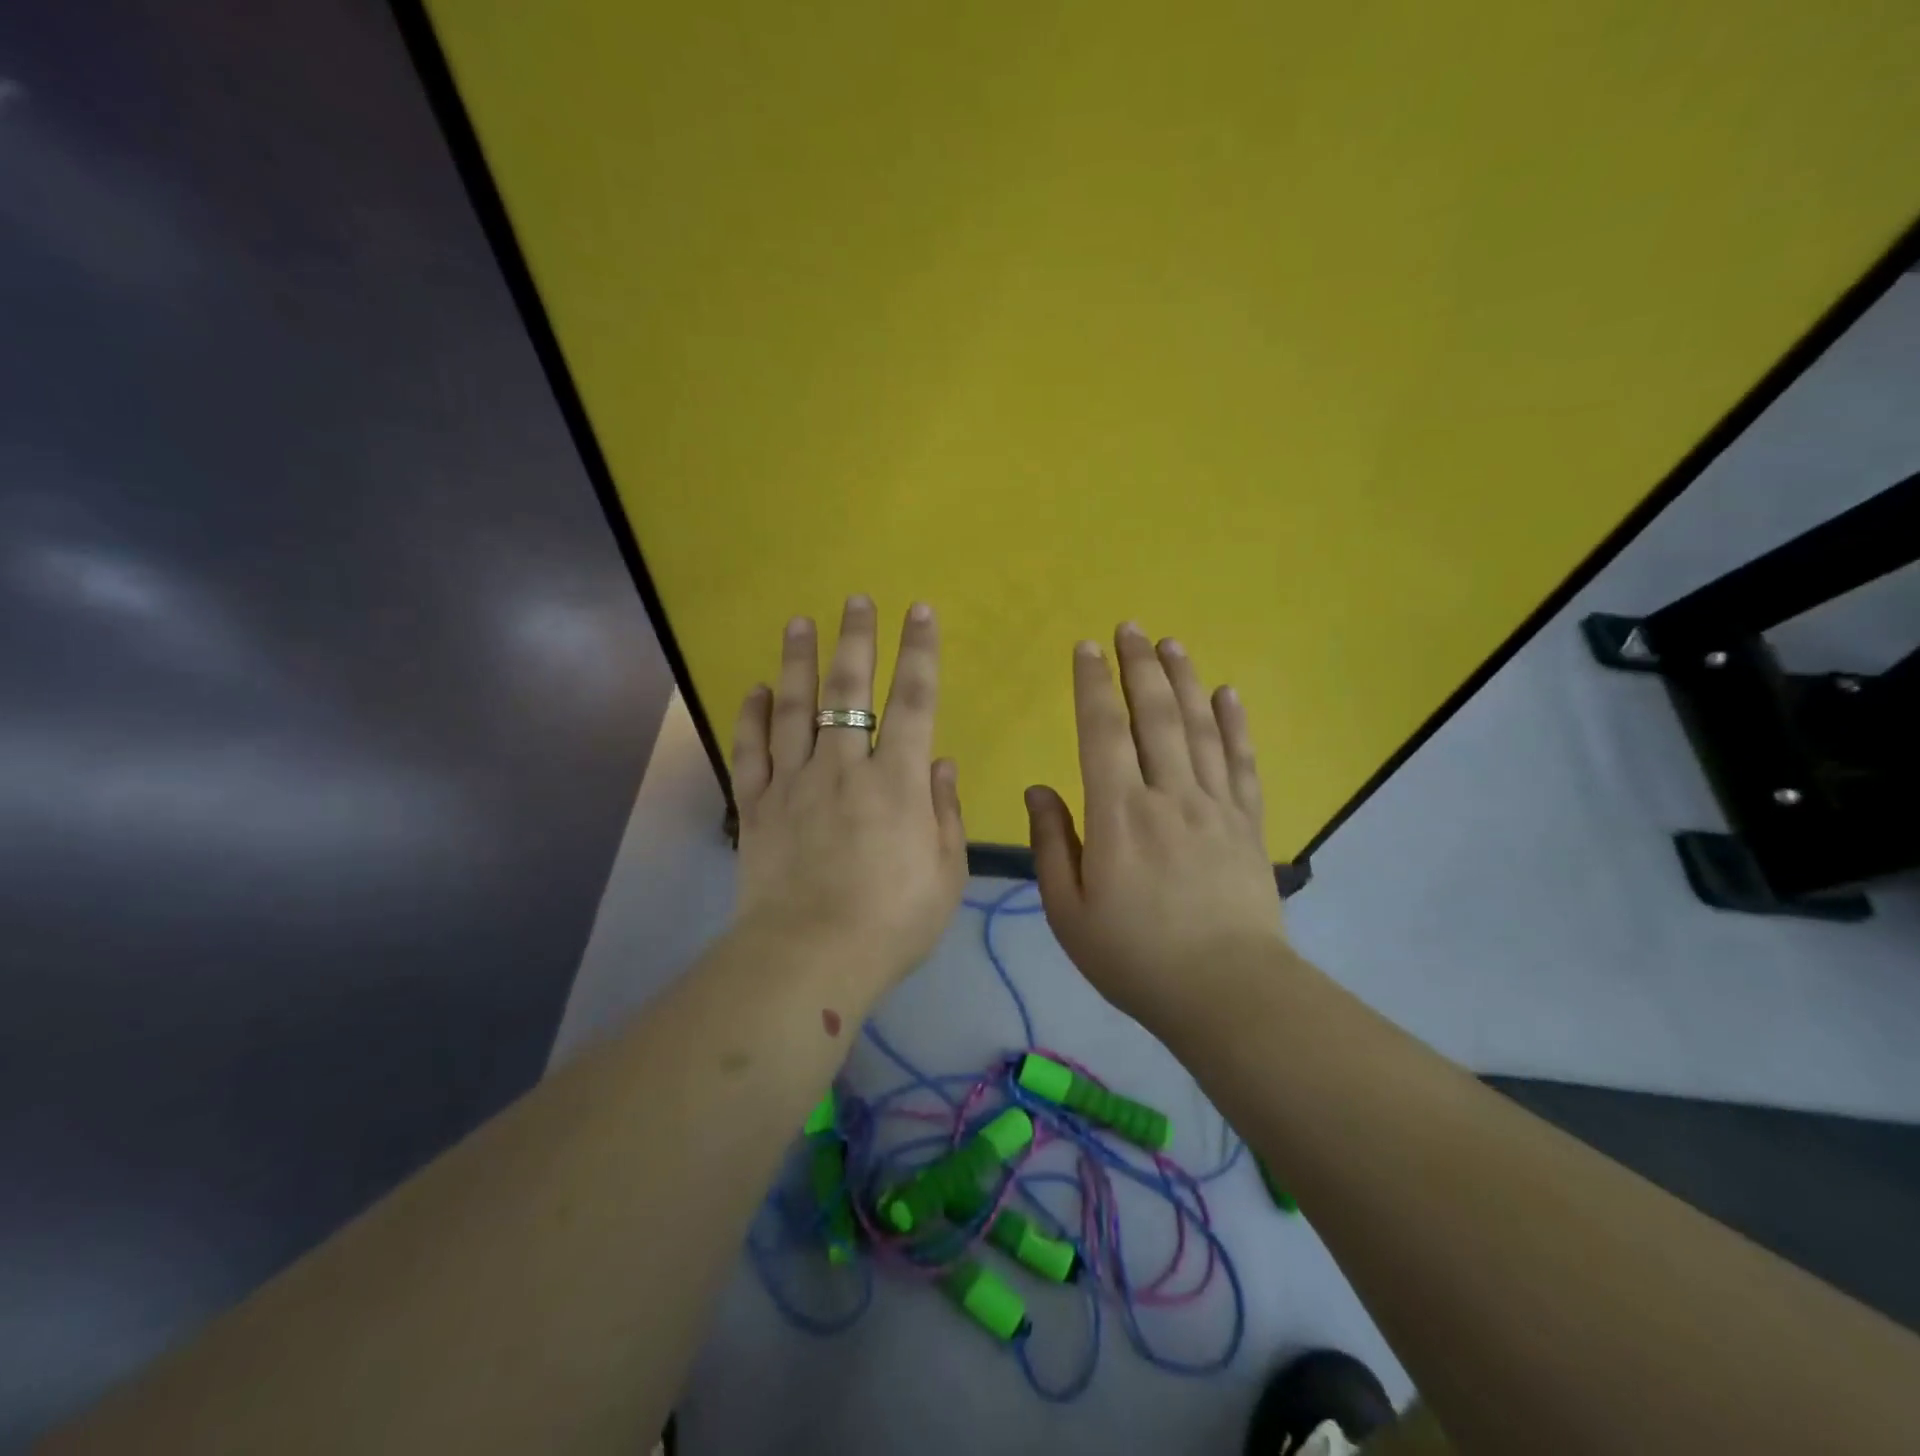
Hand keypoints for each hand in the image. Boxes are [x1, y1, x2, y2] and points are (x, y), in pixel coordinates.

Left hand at [730, 596, 967, 990]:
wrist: (810, 960)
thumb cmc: (891, 922)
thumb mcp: (944, 873)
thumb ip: (944, 811)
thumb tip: (937, 761)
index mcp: (896, 782)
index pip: (913, 701)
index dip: (919, 652)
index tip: (919, 612)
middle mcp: (843, 767)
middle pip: (848, 691)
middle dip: (855, 640)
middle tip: (855, 599)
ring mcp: (793, 783)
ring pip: (794, 708)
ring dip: (798, 661)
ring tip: (799, 622)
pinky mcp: (756, 807)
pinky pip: (750, 751)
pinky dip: (751, 716)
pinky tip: (756, 688)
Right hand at [1027, 623, 1288, 1026]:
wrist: (1225, 992)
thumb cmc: (1134, 957)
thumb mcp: (1069, 911)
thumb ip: (1052, 844)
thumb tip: (1039, 787)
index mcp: (1118, 814)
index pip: (1103, 731)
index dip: (1093, 685)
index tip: (1086, 648)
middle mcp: (1168, 795)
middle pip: (1154, 715)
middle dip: (1139, 666)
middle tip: (1130, 627)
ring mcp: (1215, 805)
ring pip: (1199, 727)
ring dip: (1184, 680)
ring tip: (1172, 643)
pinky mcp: (1249, 823)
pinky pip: (1242, 761)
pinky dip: (1235, 723)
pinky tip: (1228, 694)